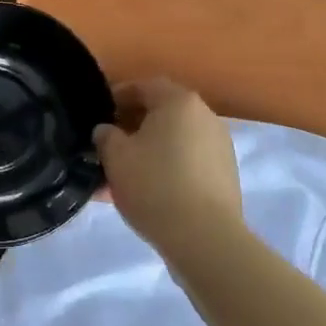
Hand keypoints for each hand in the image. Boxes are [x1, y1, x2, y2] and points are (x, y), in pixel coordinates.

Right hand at [94, 78, 241, 257]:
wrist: (205, 239)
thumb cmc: (155, 186)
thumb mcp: (115, 157)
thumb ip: (106, 136)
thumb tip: (107, 131)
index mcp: (179, 101)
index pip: (143, 87)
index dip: (118, 97)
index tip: (100, 115)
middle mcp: (205, 116)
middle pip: (162, 113)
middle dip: (134, 126)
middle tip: (110, 146)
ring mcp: (220, 146)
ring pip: (175, 140)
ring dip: (150, 150)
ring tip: (126, 175)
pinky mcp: (226, 175)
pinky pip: (189, 162)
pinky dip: (168, 168)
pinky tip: (149, 192)